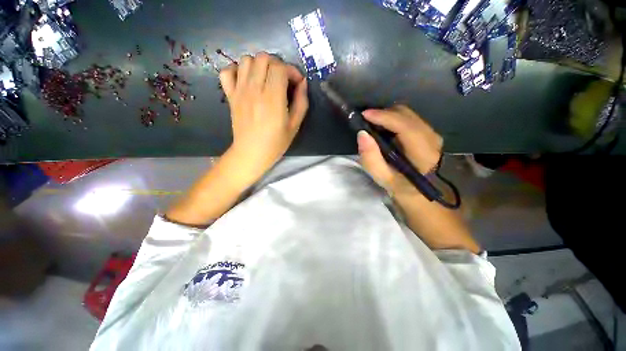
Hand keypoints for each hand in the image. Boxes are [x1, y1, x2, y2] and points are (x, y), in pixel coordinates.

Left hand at [219, 52, 308, 183]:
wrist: (251, 153)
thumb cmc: (276, 143)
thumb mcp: (295, 125)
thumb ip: (301, 102)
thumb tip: (303, 83)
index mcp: (273, 99)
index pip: (280, 68)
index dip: (292, 70)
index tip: (297, 83)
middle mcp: (254, 90)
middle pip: (264, 58)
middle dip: (278, 65)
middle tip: (283, 80)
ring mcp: (239, 91)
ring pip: (246, 60)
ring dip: (259, 65)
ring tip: (267, 79)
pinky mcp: (230, 95)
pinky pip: (228, 71)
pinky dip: (237, 70)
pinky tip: (247, 81)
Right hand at [357, 105, 442, 194]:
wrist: (423, 193)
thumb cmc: (402, 189)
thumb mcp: (383, 179)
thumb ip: (371, 158)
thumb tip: (362, 134)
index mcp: (423, 154)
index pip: (405, 126)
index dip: (384, 117)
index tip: (364, 115)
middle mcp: (432, 138)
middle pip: (406, 114)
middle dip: (384, 113)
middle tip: (366, 121)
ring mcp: (432, 133)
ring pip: (408, 114)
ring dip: (388, 116)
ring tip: (373, 125)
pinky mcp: (428, 133)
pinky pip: (409, 118)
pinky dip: (394, 119)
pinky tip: (384, 129)